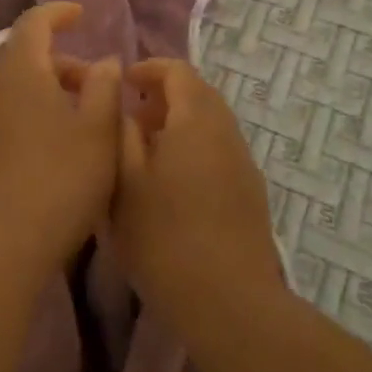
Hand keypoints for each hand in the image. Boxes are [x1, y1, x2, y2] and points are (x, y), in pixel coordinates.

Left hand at [0, 3, 122, 284]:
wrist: (1, 247)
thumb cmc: (60, 179)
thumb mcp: (99, 131)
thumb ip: (105, 88)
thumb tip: (104, 62)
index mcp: (21, 73)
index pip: (33, 23)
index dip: (58, 13)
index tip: (81, 15)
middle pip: (27, 58)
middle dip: (64, 62)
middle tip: (99, 86)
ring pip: (19, 90)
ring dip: (52, 92)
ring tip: (86, 121)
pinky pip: (11, 116)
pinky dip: (37, 115)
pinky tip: (61, 149)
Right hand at [114, 58, 281, 324]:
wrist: (229, 302)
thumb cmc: (164, 237)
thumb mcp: (124, 182)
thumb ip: (120, 134)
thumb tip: (123, 107)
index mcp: (196, 119)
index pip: (177, 70)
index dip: (148, 69)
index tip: (122, 85)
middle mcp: (226, 130)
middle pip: (197, 93)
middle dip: (163, 96)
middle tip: (131, 119)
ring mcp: (243, 162)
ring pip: (210, 123)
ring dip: (179, 123)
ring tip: (146, 153)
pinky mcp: (250, 191)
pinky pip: (219, 149)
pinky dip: (194, 147)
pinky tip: (173, 184)